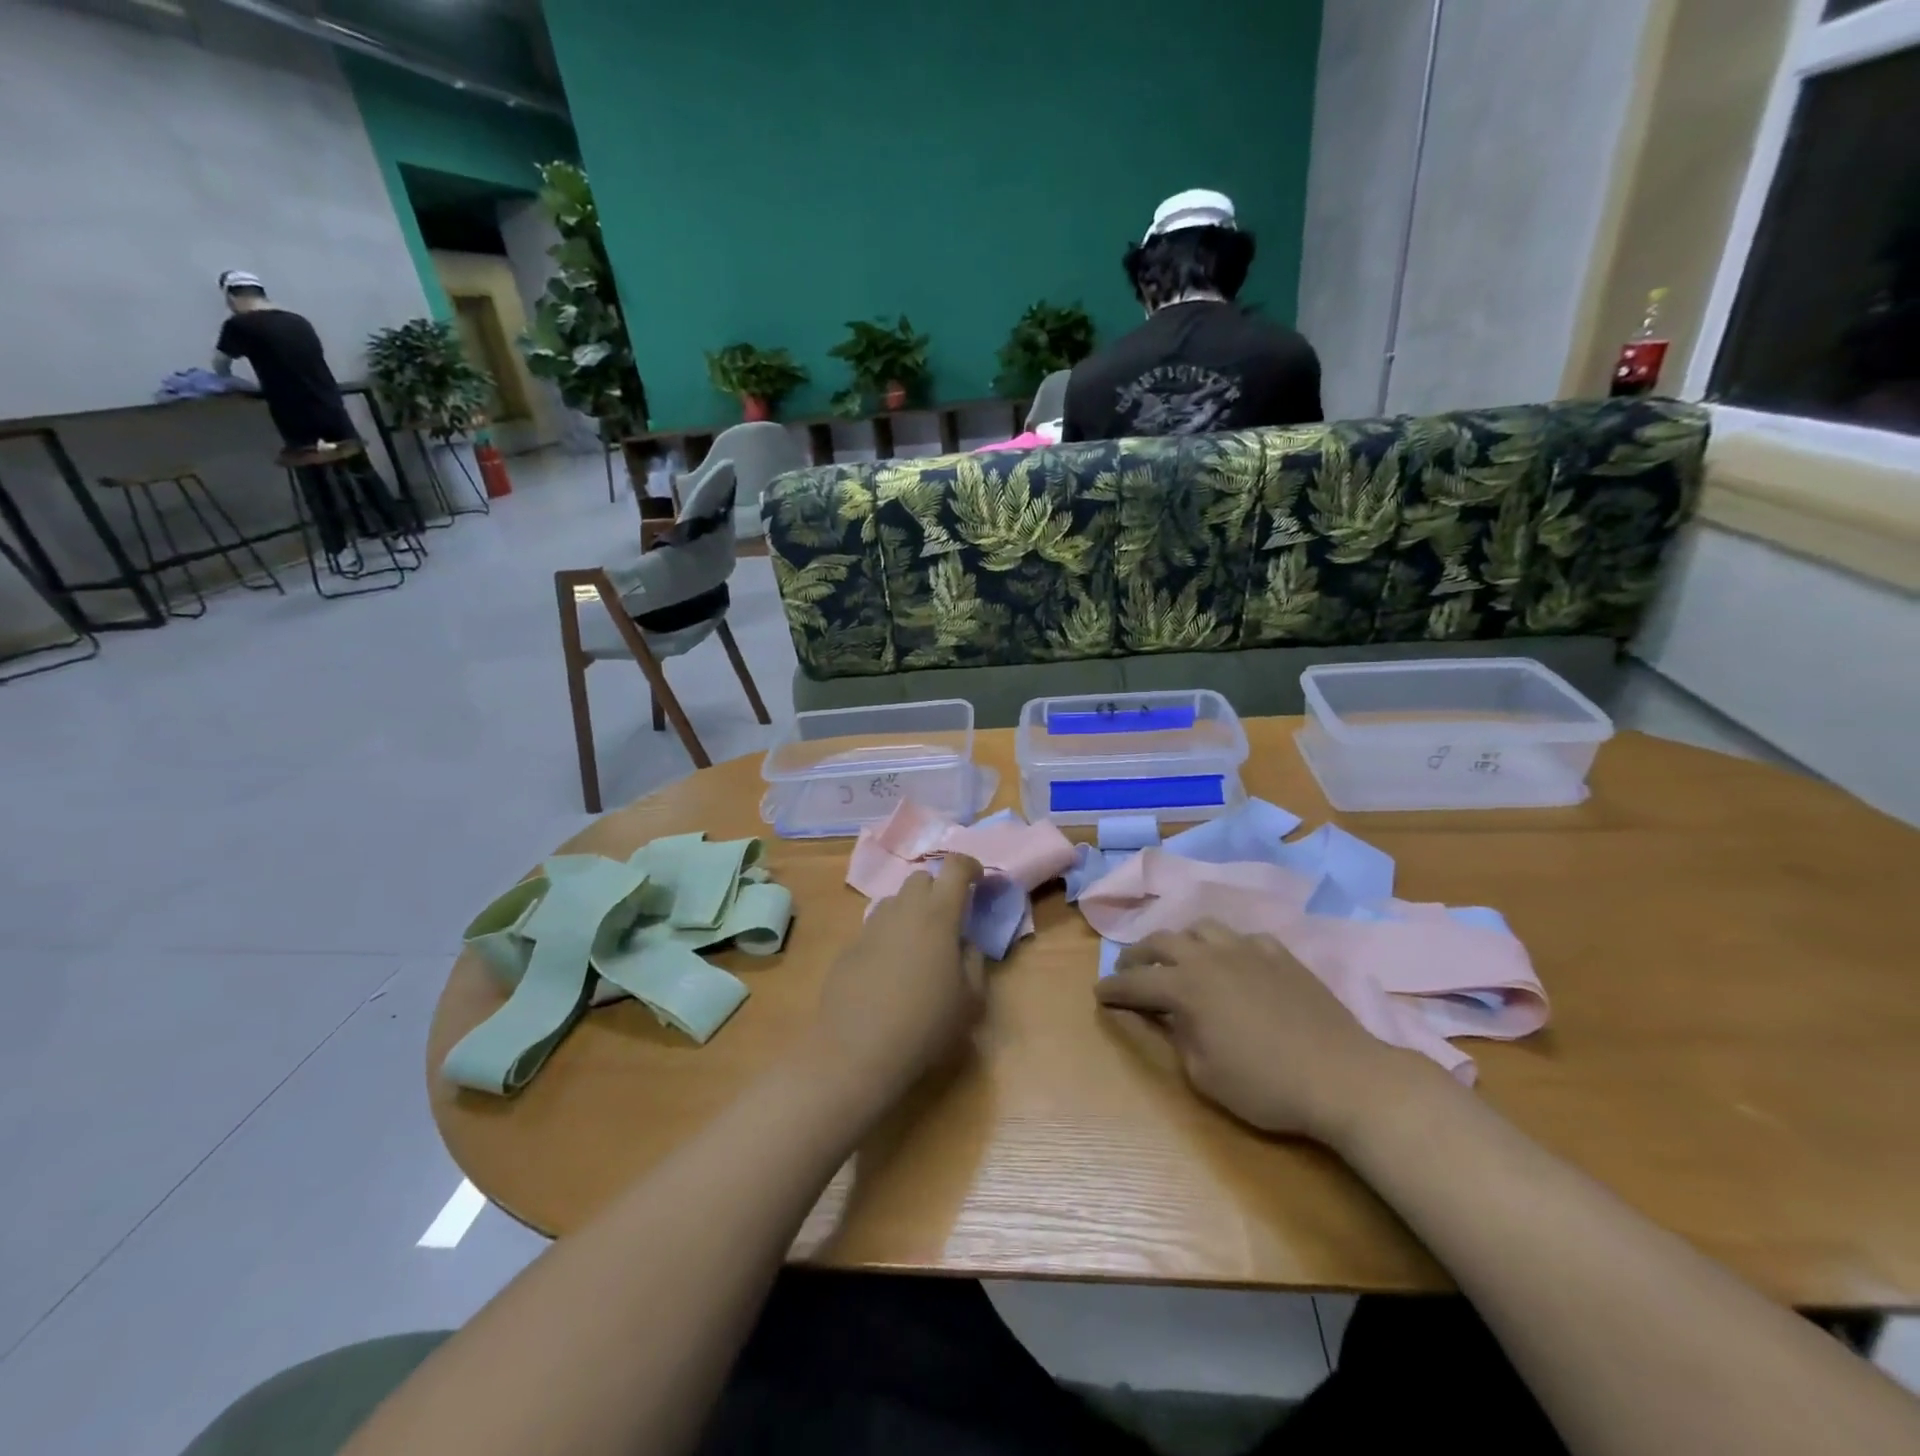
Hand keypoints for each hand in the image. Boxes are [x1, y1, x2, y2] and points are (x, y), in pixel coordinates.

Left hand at [800, 855, 986, 1118]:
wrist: (857, 1051)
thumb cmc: (925, 1025)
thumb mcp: (970, 1000)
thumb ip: (974, 962)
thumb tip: (966, 944)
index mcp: (938, 915)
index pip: (955, 867)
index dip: (970, 865)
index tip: (978, 879)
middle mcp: (903, 910)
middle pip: (921, 878)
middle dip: (938, 889)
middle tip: (949, 919)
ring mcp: (871, 927)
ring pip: (895, 902)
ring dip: (912, 912)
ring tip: (919, 947)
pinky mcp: (849, 947)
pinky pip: (875, 929)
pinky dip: (889, 937)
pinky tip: (891, 973)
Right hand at [1095, 921, 1432, 1144]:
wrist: (1342, 1076)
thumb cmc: (1266, 1085)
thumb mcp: (1204, 1075)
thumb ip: (1176, 1038)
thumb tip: (1167, 1017)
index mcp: (1186, 987)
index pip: (1135, 982)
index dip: (1113, 988)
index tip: (1099, 992)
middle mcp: (1209, 957)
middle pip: (1161, 942)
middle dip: (1137, 955)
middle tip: (1128, 969)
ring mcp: (1247, 949)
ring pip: (1200, 928)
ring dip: (1180, 942)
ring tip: (1178, 958)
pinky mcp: (1279, 954)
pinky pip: (1242, 938)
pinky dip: (1226, 947)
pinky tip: (1232, 963)